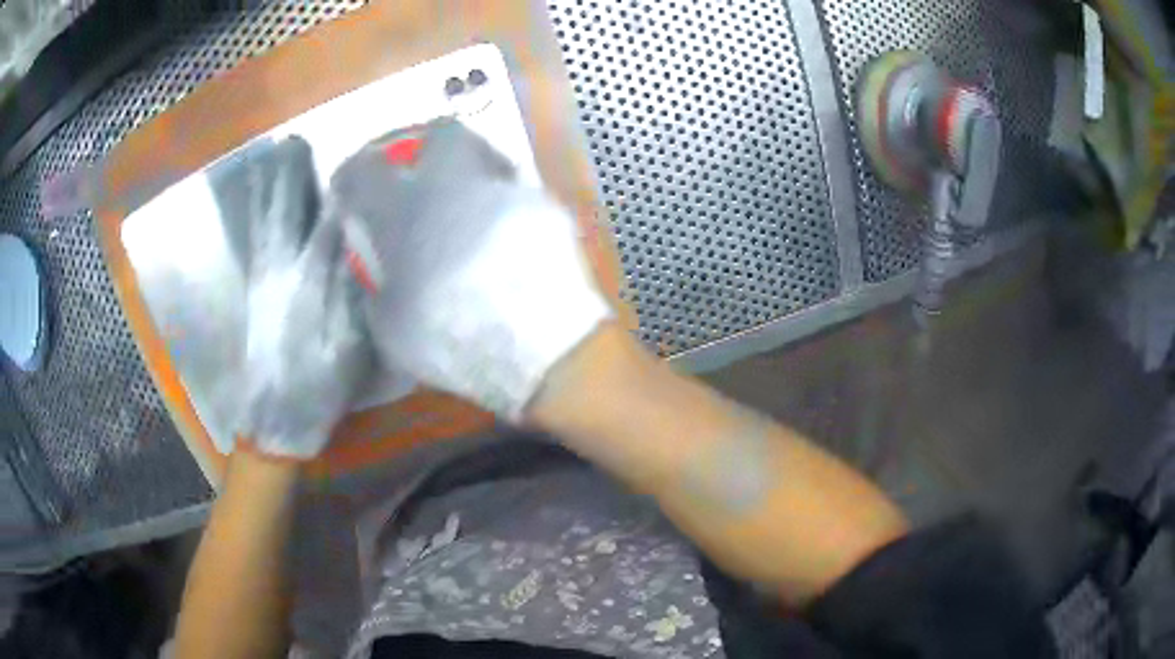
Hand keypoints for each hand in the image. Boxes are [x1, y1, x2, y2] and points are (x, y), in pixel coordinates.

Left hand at [238, 137, 370, 458]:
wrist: (275, 420)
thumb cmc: (318, 388)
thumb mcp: (348, 348)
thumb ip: (353, 292)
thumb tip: (360, 243)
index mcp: (308, 285)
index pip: (325, 225)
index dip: (337, 190)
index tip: (349, 159)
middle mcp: (281, 272)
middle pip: (283, 212)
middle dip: (288, 174)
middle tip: (292, 140)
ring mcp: (263, 280)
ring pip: (263, 222)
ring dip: (266, 187)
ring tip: (270, 155)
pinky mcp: (254, 291)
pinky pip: (253, 241)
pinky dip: (254, 214)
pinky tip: (255, 200)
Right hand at [330, 119, 610, 419]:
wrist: (540, 346)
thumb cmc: (452, 339)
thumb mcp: (391, 327)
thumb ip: (378, 286)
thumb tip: (380, 271)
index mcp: (403, 209)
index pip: (365, 169)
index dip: (353, 174)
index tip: (350, 187)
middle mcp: (454, 184)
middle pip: (440, 133)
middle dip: (425, 144)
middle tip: (419, 172)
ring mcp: (505, 190)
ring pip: (486, 157)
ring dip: (469, 174)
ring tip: (466, 209)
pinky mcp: (546, 207)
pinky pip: (515, 193)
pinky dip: (501, 207)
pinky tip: (504, 240)